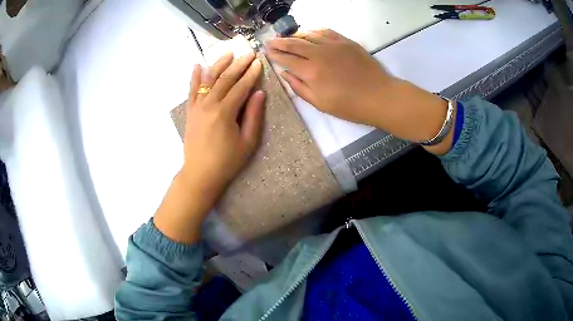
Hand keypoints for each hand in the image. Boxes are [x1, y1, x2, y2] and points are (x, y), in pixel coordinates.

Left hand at [154, 52, 264, 243]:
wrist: (199, 174)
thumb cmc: (226, 162)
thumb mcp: (247, 142)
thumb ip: (254, 116)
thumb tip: (259, 93)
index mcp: (225, 112)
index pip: (241, 87)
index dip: (251, 73)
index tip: (258, 62)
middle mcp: (209, 105)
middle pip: (225, 79)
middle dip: (238, 64)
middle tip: (248, 52)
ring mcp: (197, 107)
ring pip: (208, 80)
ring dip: (218, 65)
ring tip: (228, 53)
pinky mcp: (190, 111)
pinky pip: (192, 90)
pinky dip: (195, 77)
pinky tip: (198, 65)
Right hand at [267, 29, 390, 126]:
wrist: (379, 97)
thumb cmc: (349, 106)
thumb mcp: (320, 104)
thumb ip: (299, 87)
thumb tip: (284, 73)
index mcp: (311, 72)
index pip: (286, 59)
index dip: (275, 54)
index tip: (267, 51)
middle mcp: (319, 54)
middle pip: (294, 43)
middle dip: (280, 42)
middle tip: (271, 41)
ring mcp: (333, 45)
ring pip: (308, 35)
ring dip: (294, 35)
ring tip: (287, 37)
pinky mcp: (346, 42)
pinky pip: (325, 31)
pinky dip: (314, 31)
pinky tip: (309, 33)